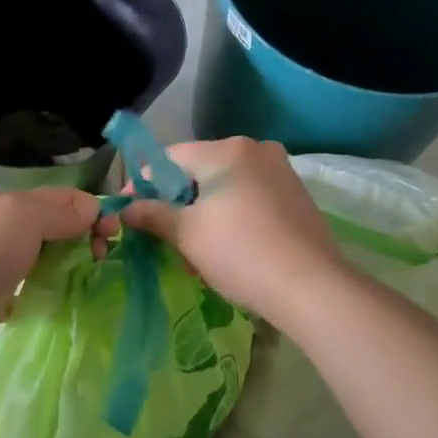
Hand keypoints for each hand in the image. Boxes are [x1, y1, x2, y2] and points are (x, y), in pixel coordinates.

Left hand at [0, 188, 108, 366]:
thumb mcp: (23, 217)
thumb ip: (60, 212)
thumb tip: (92, 210)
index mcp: (10, 205)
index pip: (61, 198)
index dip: (91, 210)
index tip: (113, 233)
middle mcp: (5, 231)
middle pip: (56, 227)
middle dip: (84, 237)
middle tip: (103, 258)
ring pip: (46, 258)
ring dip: (71, 265)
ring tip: (93, 279)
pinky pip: (33, 289)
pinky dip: (51, 291)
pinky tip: (68, 300)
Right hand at [120, 138, 345, 324]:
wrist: (312, 287)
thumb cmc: (240, 253)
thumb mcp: (188, 234)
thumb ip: (152, 214)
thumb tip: (124, 209)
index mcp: (226, 150)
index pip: (169, 157)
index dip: (143, 183)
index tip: (128, 211)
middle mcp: (255, 149)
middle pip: (198, 169)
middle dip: (175, 200)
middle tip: (159, 234)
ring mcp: (280, 171)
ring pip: (225, 185)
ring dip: (202, 211)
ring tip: (191, 249)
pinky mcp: (296, 195)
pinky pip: (249, 196)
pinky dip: (229, 214)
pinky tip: (225, 247)